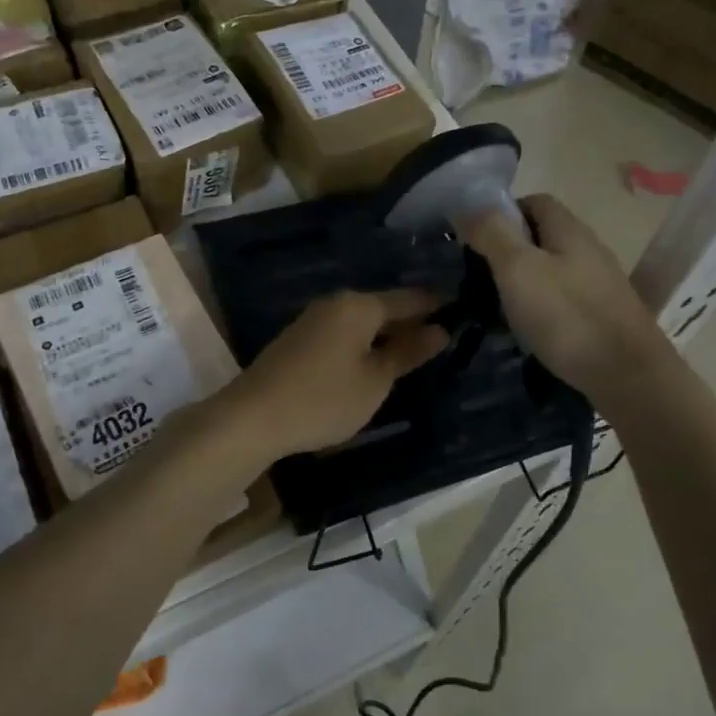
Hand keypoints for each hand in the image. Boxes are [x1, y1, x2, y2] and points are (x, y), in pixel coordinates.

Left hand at [226, 289, 449, 460]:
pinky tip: (374, 362)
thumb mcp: (375, 381)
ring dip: (387, 335)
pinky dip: (365, 344)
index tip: (462, 308)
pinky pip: (344, 333)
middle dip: (412, 321)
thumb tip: (440, 330)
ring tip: (414, 353)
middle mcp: (336, 304)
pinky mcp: (299, 340)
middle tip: (444, 336)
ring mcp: (314, 320)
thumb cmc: (323, 399)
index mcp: (359, 306)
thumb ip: (407, 353)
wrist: (252, 417)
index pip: (409, 298)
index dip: (437, 304)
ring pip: (363, 322)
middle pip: (384, 307)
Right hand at [461, 193, 669, 405]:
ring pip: (551, 270)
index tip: (475, 239)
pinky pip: (563, 299)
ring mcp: (599, 283)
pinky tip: (529, 331)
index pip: (533, 201)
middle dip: (508, 251)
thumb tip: (466, 205)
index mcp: (569, 229)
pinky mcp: (603, 315)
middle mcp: (588, 248)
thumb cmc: (567, 315)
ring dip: (523, 283)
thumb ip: (492, 234)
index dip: (501, 213)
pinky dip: (541, 308)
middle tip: (478, 277)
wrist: (628, 375)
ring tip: (497, 308)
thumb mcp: (518, 269)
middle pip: (542, 236)